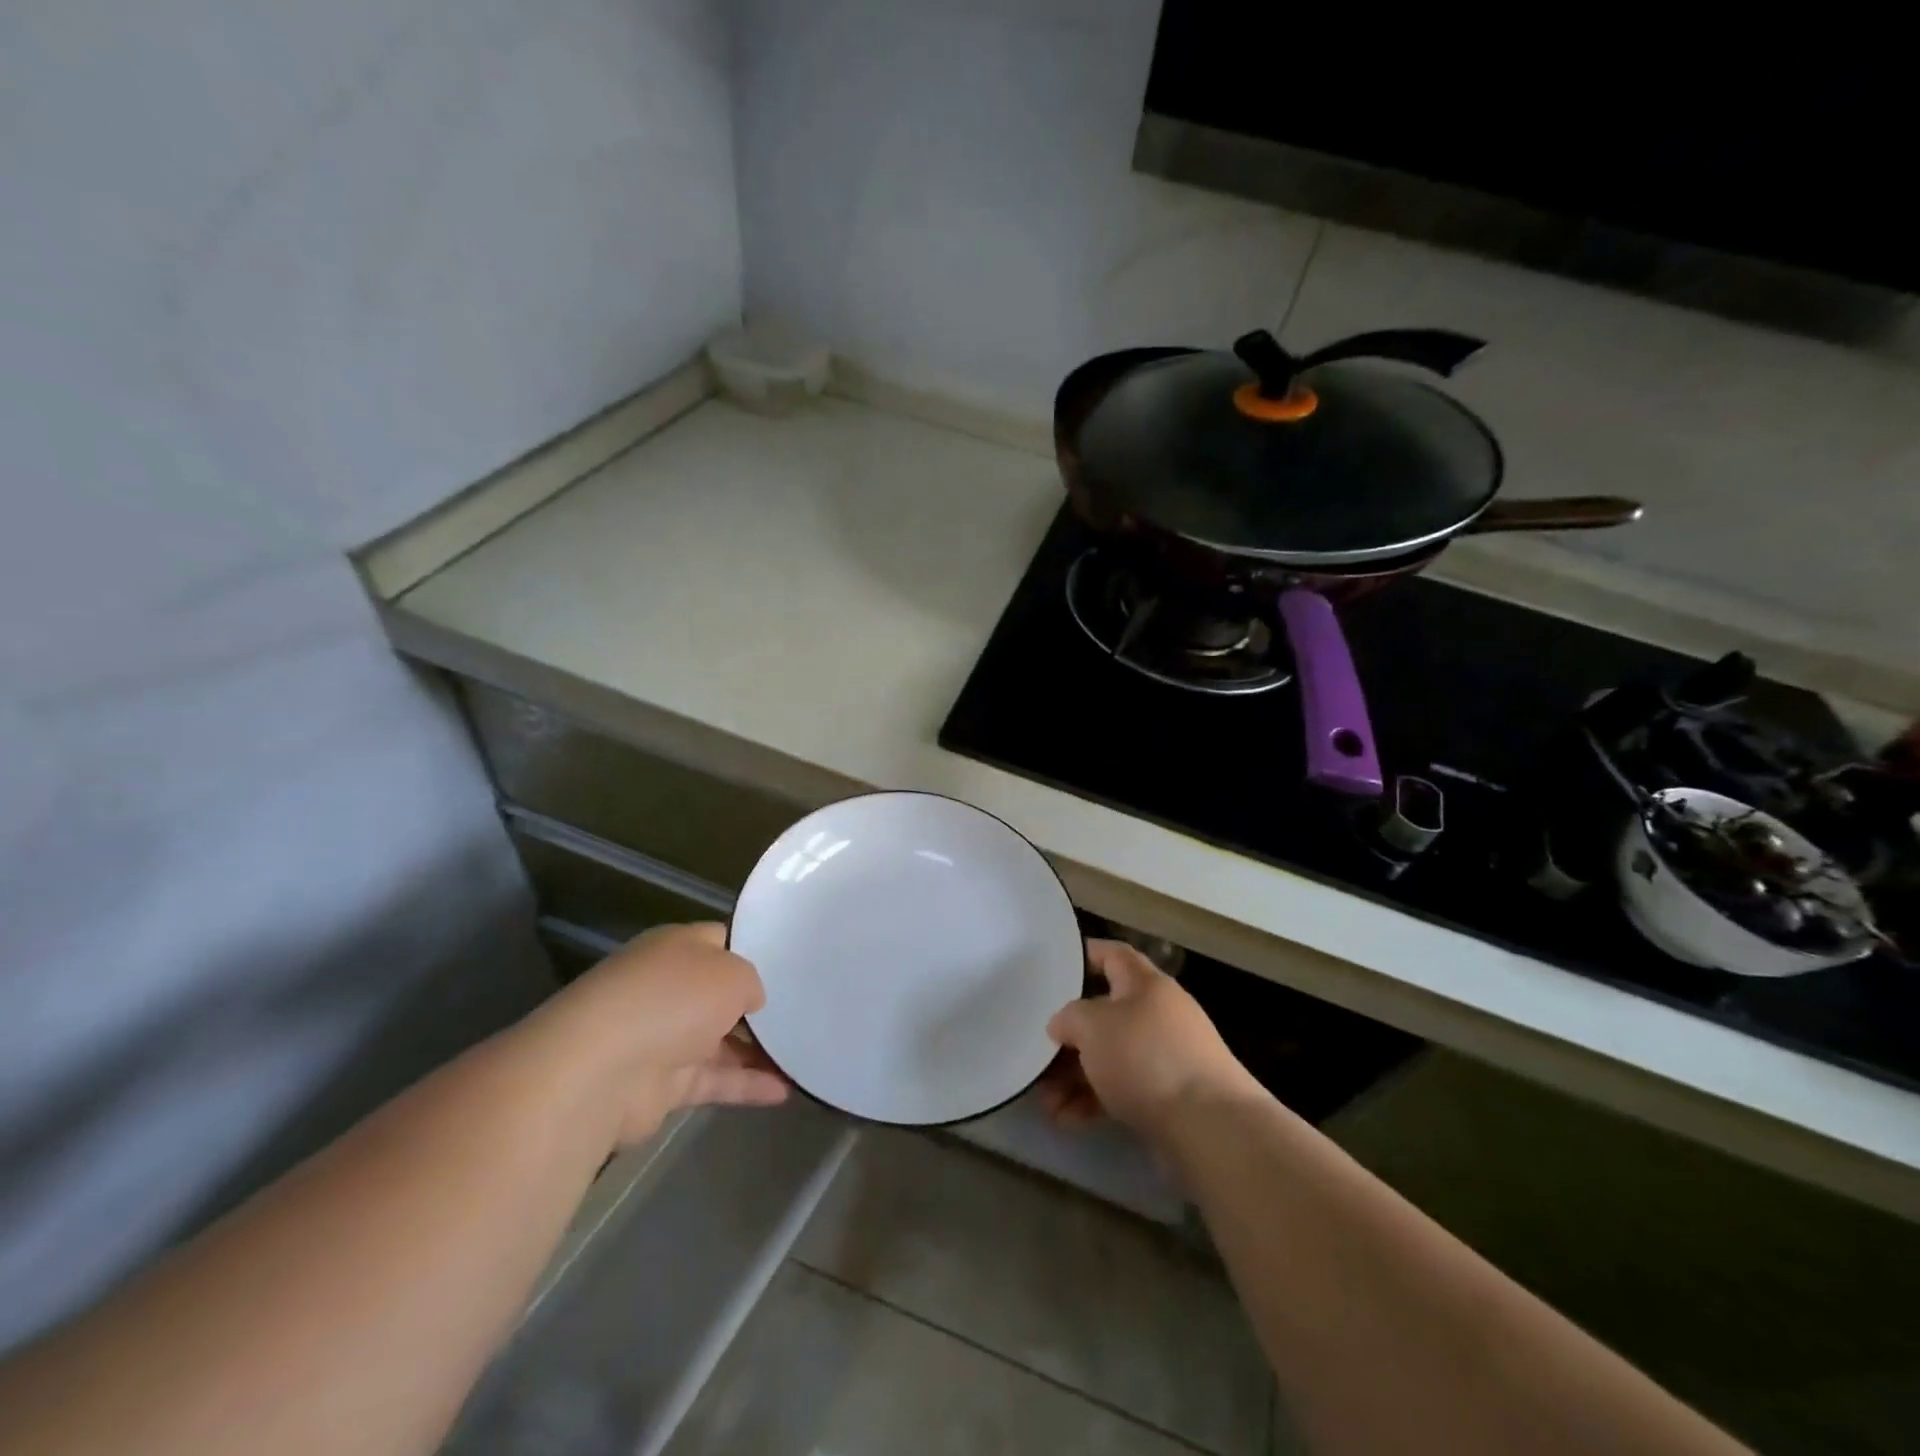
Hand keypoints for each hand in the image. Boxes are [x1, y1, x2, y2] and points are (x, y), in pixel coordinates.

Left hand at [534, 922, 787, 1143]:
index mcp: (676, 948)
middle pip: (720, 994)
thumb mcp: (732, 972)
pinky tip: (785, 1091)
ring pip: (720, 1041)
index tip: (789, 962)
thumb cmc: (672, 1000)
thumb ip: (750, 983)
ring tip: (804, 1054)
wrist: (603, 1071)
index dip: (753, 949)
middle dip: (757, 1004)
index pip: (719, 940)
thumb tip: (750, 1001)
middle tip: (804, 1009)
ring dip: (758, 1050)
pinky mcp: (662, 1086)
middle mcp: (667, 988)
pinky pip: (715, 1080)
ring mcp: (663, 1038)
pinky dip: (746, 1086)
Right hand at [1041, 940, 1257, 1137]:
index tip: (1055, 966)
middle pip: (1105, 1014)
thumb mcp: (1093, 1025)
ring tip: (1044, 1101)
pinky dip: (1093, 1101)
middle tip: (1037, 1052)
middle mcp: (1158, 1015)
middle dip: (1068, 1036)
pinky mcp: (1167, 1098)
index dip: (1085, 955)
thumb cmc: (1146, 1058)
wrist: (1210, 1127)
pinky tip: (1065, 1119)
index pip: (1113, 955)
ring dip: (1074, 1076)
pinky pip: (1121, 1090)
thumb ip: (1068, 1018)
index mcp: (1145, 984)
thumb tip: (1062, 1026)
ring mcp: (1165, 1058)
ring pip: (1109, 1057)